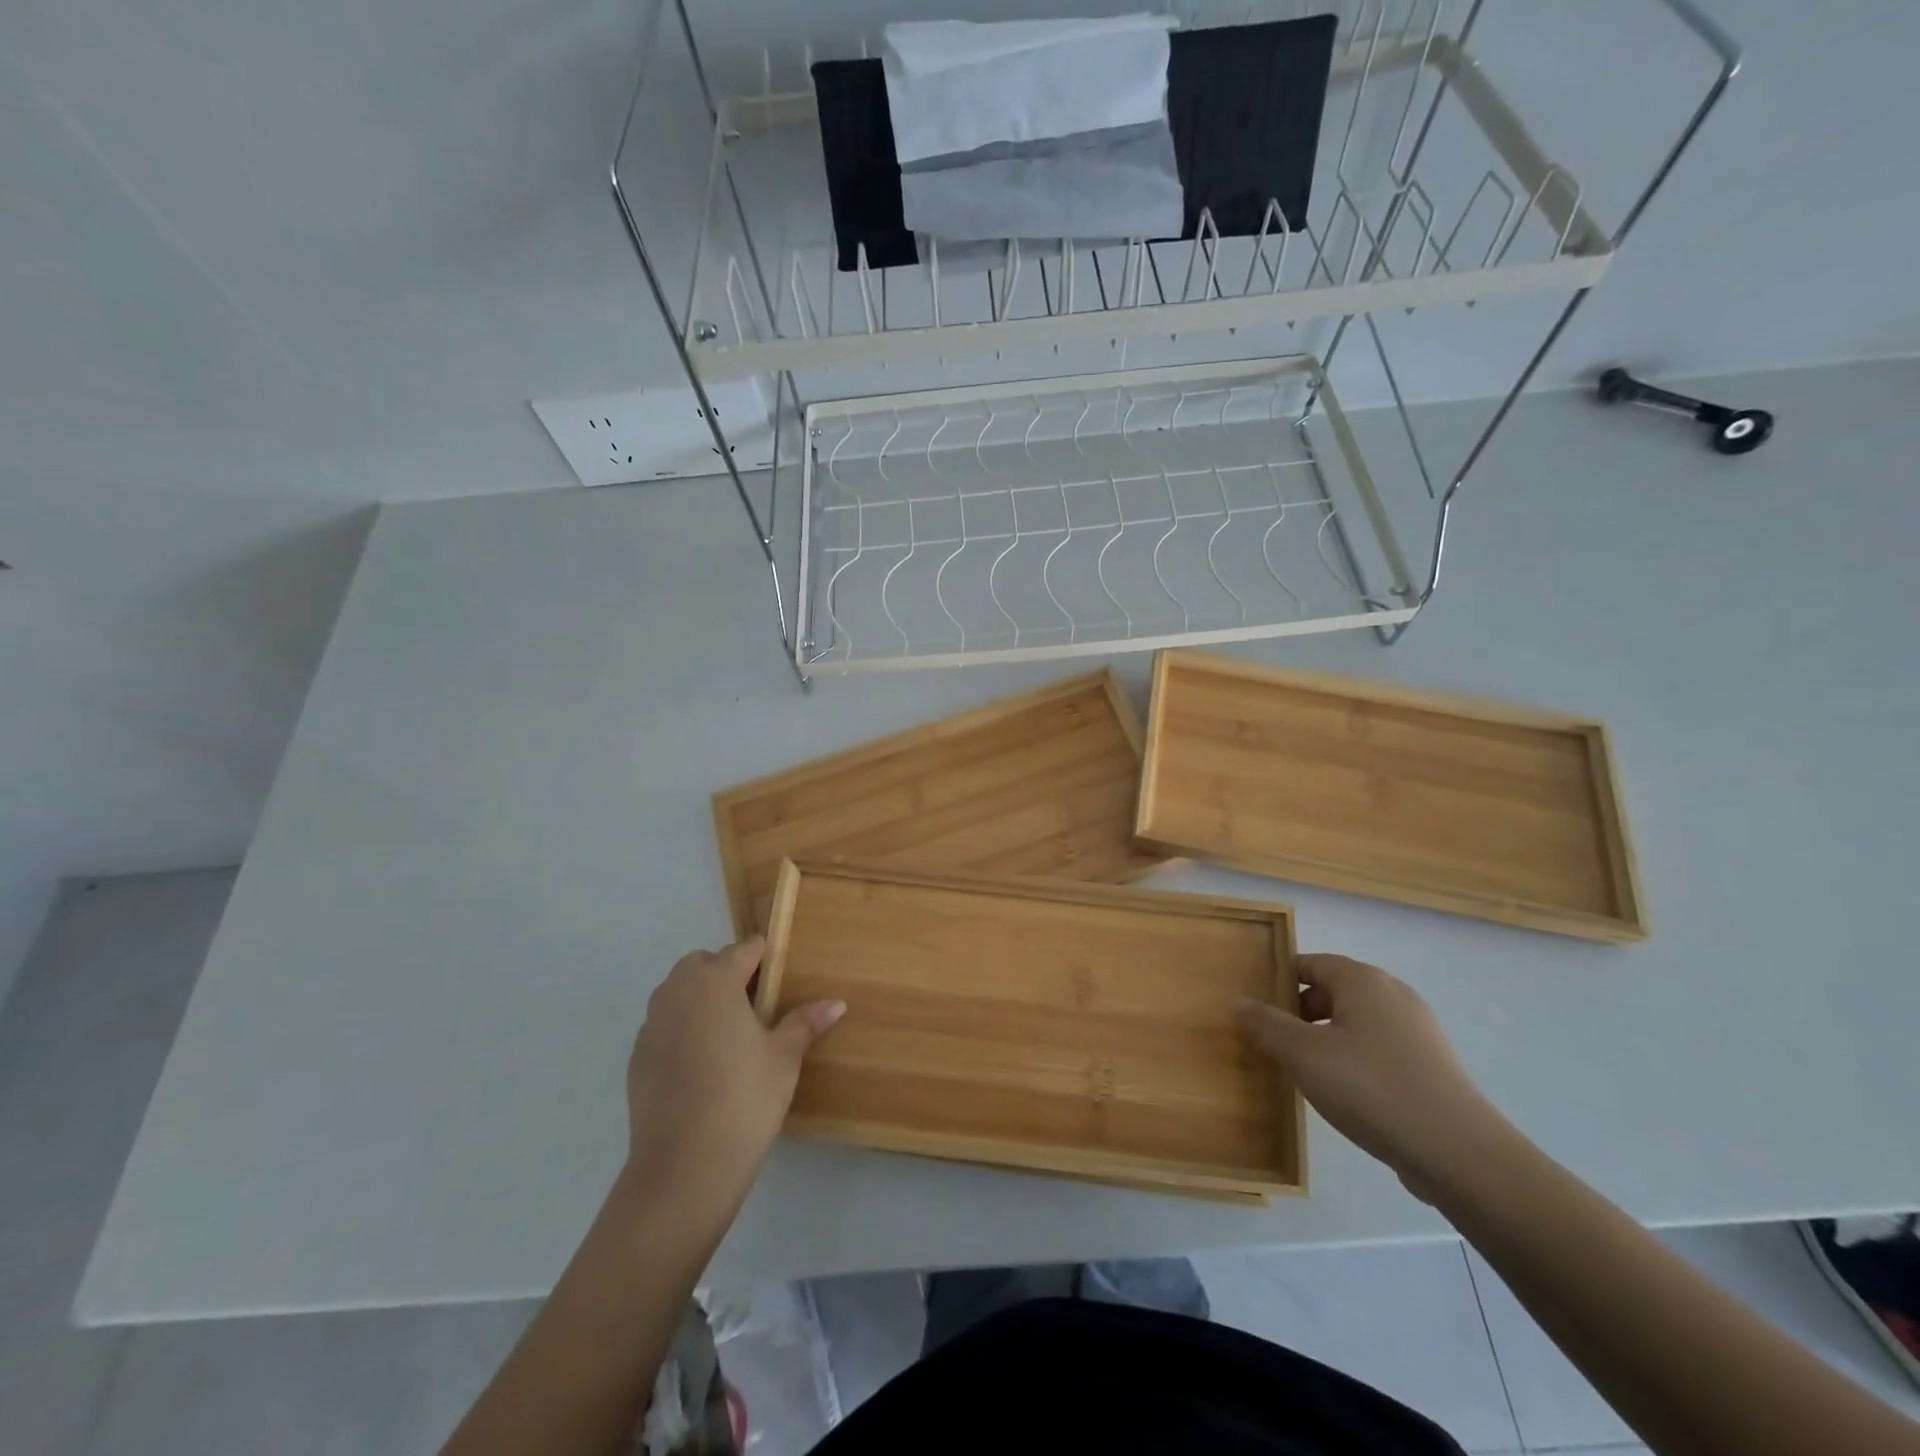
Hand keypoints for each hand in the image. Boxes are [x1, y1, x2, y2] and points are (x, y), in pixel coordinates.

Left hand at [622, 939, 844, 1212]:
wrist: (684, 1167)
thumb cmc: (744, 1099)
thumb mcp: (784, 1058)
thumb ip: (805, 1023)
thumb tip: (837, 1003)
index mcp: (716, 982)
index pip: (743, 950)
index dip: (764, 956)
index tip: (780, 972)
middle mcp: (678, 992)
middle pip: (703, 963)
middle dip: (727, 972)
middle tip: (756, 1004)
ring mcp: (652, 1024)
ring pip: (678, 991)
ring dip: (701, 997)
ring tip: (729, 1032)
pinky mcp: (637, 1056)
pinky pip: (664, 1024)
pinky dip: (682, 1028)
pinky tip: (703, 1063)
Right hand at [1237, 953, 1507, 1194]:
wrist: (1460, 1154)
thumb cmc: (1371, 1088)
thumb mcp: (1302, 1055)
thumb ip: (1264, 1024)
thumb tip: (1238, 1003)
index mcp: (1363, 980)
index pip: (1307, 964)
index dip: (1277, 984)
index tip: (1255, 1012)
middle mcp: (1393, 994)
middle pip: (1330, 991)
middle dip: (1298, 1015)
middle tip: (1273, 1045)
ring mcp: (1418, 1030)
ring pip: (1354, 1023)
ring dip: (1325, 1041)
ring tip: (1304, 1074)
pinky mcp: (1432, 1066)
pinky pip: (1378, 1050)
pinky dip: (1354, 1062)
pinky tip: (1345, 1096)